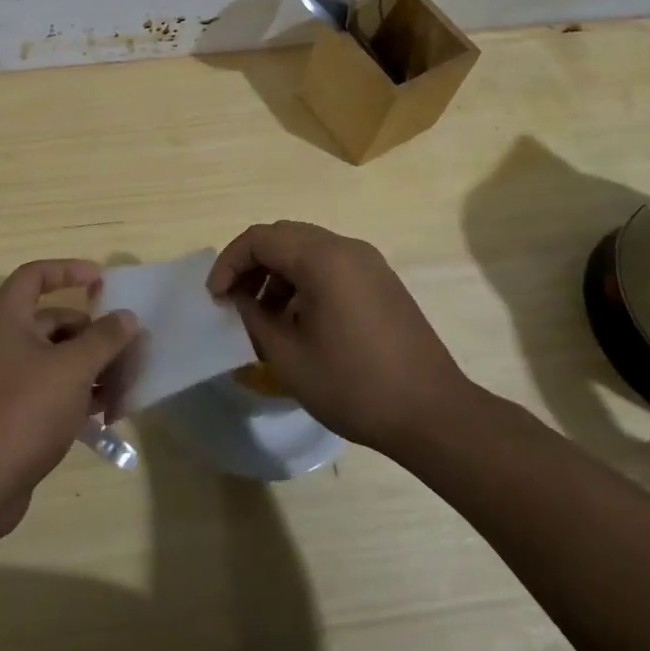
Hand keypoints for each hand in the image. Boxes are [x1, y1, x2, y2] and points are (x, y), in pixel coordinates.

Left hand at [0, 259, 140, 538]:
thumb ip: (104, 339)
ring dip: (91, 368)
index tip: (102, 281)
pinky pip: (50, 390)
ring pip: (55, 359)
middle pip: (53, 321)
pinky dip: (76, 395)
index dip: (68, 270)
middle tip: (128, 349)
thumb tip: (126, 317)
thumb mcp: (72, 369)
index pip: (35, 276)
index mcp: (6, 319)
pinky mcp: (11, 413)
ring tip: (124, 387)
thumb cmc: (23, 410)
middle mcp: (1, 342)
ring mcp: (4, 380)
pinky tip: (105, 413)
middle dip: (93, 333)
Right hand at [208, 221, 478, 455]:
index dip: (229, 263)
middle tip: (234, 301)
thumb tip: (239, 298)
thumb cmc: (354, 385)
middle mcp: (346, 248)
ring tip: (264, 315)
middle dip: (251, 264)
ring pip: (307, 249)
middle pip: (283, 236)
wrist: (433, 414)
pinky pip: (330, 265)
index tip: (215, 298)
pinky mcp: (381, 281)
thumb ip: (254, 317)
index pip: (260, 238)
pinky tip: (298, 319)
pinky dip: (304, 280)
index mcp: (322, 258)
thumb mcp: (288, 356)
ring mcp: (369, 263)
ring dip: (277, 272)